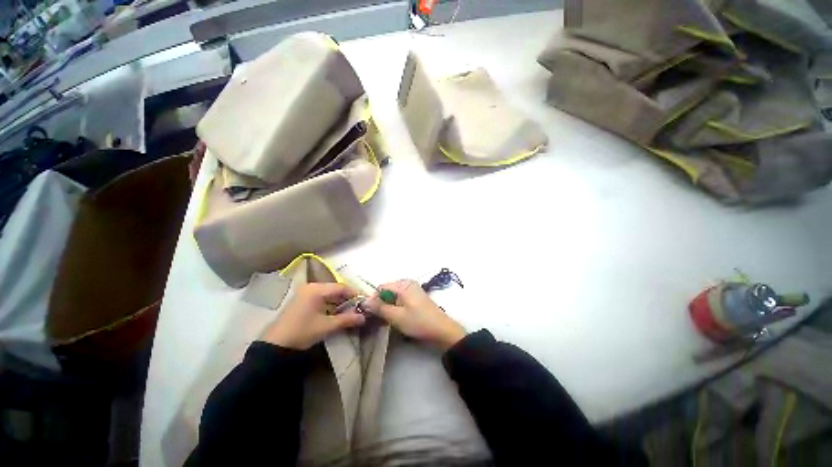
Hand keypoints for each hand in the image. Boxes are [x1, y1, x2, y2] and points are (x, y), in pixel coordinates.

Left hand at [260, 283, 365, 349]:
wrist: (275, 345)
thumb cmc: (302, 332)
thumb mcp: (326, 326)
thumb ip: (346, 320)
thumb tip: (364, 317)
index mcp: (316, 289)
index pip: (341, 287)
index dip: (355, 293)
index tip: (365, 301)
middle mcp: (311, 287)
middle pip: (335, 289)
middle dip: (348, 298)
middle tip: (359, 307)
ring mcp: (305, 293)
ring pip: (329, 293)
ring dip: (340, 301)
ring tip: (350, 310)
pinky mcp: (302, 300)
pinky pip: (321, 297)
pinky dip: (331, 303)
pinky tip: (337, 312)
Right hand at [365, 280, 466, 349]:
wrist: (441, 330)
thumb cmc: (418, 322)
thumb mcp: (396, 316)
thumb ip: (379, 308)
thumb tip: (364, 301)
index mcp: (403, 284)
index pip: (381, 287)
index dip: (375, 299)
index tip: (372, 313)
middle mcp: (408, 283)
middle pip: (388, 290)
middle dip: (383, 303)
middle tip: (382, 318)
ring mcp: (414, 289)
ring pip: (394, 295)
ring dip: (390, 306)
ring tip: (391, 319)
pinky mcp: (417, 296)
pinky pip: (402, 298)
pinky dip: (397, 306)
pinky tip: (400, 317)